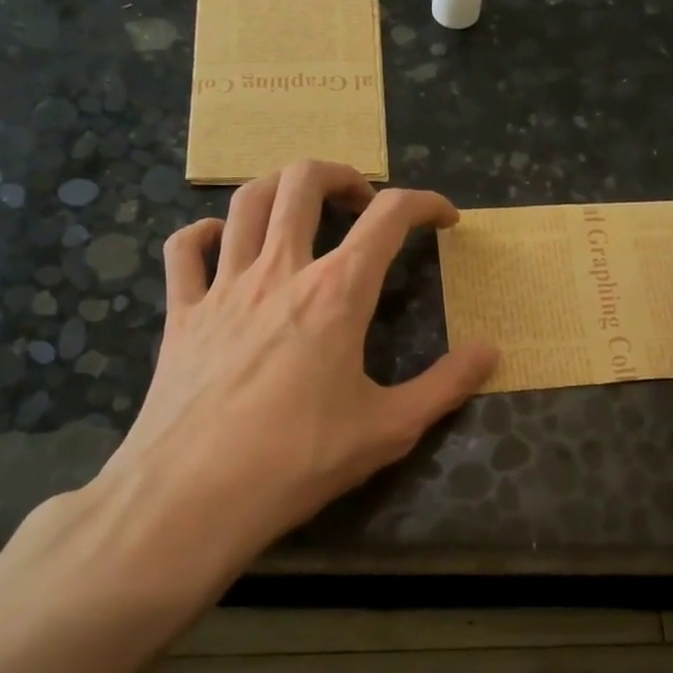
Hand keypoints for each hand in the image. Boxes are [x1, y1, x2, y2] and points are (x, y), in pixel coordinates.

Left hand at [83, 160, 497, 579]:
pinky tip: (221, 245)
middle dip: (343, 175)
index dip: (425, 204)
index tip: (445, 219)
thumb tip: (490, 351)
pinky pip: (184, 250)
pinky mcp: (182, 313)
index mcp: (337, 293)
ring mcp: (223, 287)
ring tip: (302, 207)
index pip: (390, 217)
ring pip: (246, 202)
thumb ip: (446, 385)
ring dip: (280, 188)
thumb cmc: (299, 460)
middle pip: (305, 181)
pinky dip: (204, 234)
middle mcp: (279, 272)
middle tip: (363, 203)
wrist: (193, 496)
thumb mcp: (389, 429)